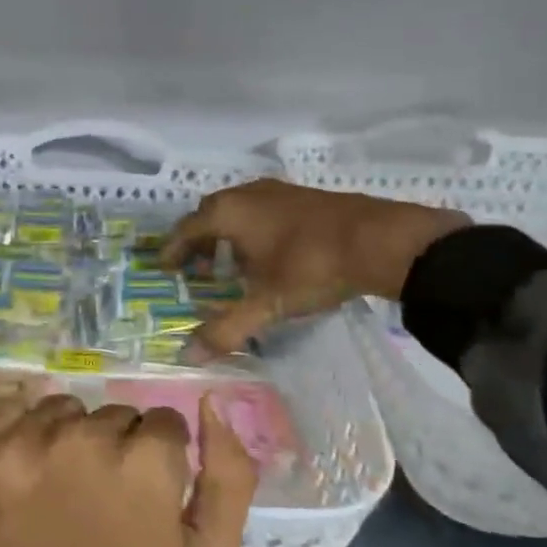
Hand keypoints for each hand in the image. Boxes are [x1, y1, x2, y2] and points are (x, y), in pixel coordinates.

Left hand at [0, 393, 257, 546]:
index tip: (145, 501)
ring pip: (59, 412)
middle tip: (98, 509)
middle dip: (115, 451)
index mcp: (142, 464)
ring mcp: (16, 447)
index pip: (162, 423)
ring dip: (65, 441)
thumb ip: (229, 479)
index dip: (160, 463)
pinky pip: (5, 417)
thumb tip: (213, 404)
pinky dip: (17, 443)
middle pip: (111, 416)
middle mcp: (79, 439)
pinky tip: (18, 490)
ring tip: (56, 500)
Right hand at [162, 178, 469, 352]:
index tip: (165, 268)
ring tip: (233, 264)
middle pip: (210, 214)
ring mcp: (278, 191)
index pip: (186, 229)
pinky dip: (254, 229)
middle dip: (200, 241)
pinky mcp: (304, 196)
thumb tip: (188, 355)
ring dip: (228, 234)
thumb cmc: (311, 266)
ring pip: (239, 209)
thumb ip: (227, 329)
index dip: (173, 250)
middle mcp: (247, 193)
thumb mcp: (266, 304)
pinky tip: (270, 254)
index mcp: (229, 212)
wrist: (381, 240)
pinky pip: (263, 209)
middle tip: (198, 268)